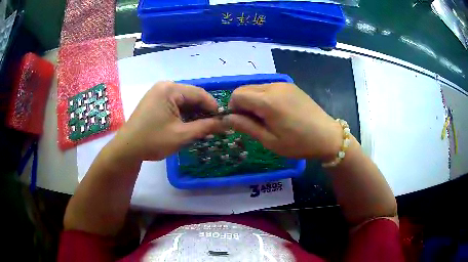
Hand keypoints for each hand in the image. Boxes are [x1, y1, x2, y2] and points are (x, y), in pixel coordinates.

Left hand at [113, 81, 222, 160]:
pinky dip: (183, 116)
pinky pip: (175, 105)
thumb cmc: (153, 140)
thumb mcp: (182, 135)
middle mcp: (165, 86)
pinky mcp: (155, 102)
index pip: (200, 94)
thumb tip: (227, 123)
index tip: (223, 122)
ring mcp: (158, 93)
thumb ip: (206, 127)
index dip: (214, 108)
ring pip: (184, 102)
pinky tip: (189, 127)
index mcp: (170, 89)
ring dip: (194, 115)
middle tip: (213, 129)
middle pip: (192, 97)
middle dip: (203, 113)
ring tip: (202, 131)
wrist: (127, 149)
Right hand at [223, 83, 342, 159]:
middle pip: (245, 89)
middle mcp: (274, 86)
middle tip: (253, 122)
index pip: (237, 95)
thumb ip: (246, 126)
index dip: (233, 108)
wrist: (327, 136)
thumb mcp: (269, 140)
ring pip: (256, 87)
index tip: (241, 122)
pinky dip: (264, 97)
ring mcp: (283, 84)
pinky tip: (276, 111)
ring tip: (266, 118)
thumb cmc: (298, 143)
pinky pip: (268, 87)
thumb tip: (226, 118)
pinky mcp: (290, 85)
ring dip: (253, 100)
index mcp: (268, 101)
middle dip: (242, 104)